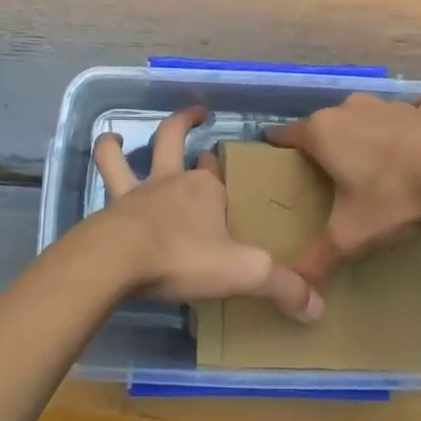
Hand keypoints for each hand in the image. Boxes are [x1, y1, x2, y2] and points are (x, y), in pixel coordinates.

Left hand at [92, 107, 322, 321]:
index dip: (222, 169)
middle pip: (173, 140)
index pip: (217, 172)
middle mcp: (169, 182)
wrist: (118, 260)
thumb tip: (318, 308)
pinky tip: (102, 189)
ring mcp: (135, 194)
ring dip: (116, 146)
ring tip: (113, 137)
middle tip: (198, 113)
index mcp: (204, 189)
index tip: (226, 168)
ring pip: (121, 158)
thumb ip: (282, 286)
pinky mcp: (109, 211)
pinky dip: (102, 175)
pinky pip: (104, 185)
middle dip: (185, 122)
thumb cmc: (183, 256)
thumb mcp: (243, 272)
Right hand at [266, 93, 420, 290]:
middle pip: (326, 125)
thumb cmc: (394, 197)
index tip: (276, 162)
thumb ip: (318, 260)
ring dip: (365, 133)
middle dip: (323, 144)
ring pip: (366, 116)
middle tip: (327, 175)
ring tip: (372, 162)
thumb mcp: (351, 236)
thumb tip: (296, 293)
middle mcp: (350, 110)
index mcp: (323, 133)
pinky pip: (414, 111)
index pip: (287, 135)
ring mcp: (390, 105)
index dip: (278, 148)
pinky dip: (414, 121)